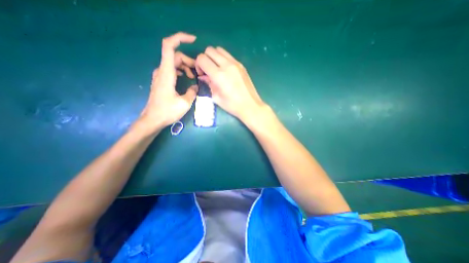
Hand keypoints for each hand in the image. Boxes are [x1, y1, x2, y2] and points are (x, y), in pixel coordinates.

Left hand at [138, 32, 197, 130]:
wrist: (153, 119)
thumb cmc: (167, 111)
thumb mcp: (185, 103)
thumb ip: (192, 92)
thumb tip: (195, 86)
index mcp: (167, 73)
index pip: (169, 47)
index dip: (180, 38)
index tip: (193, 40)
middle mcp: (162, 71)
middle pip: (175, 55)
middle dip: (188, 60)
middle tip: (198, 71)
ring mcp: (160, 75)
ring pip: (173, 62)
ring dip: (185, 66)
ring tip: (193, 76)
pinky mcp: (161, 81)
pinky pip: (171, 69)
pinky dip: (180, 70)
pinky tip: (186, 78)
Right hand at [195, 46, 266, 121]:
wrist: (250, 105)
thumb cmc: (232, 105)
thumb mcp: (216, 97)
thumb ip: (208, 84)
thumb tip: (203, 76)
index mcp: (218, 75)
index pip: (202, 58)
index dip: (198, 65)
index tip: (202, 74)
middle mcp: (227, 65)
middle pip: (209, 50)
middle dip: (205, 59)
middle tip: (208, 71)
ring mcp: (235, 63)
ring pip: (219, 50)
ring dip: (214, 57)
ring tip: (216, 69)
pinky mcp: (241, 65)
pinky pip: (228, 55)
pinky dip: (223, 59)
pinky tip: (225, 71)